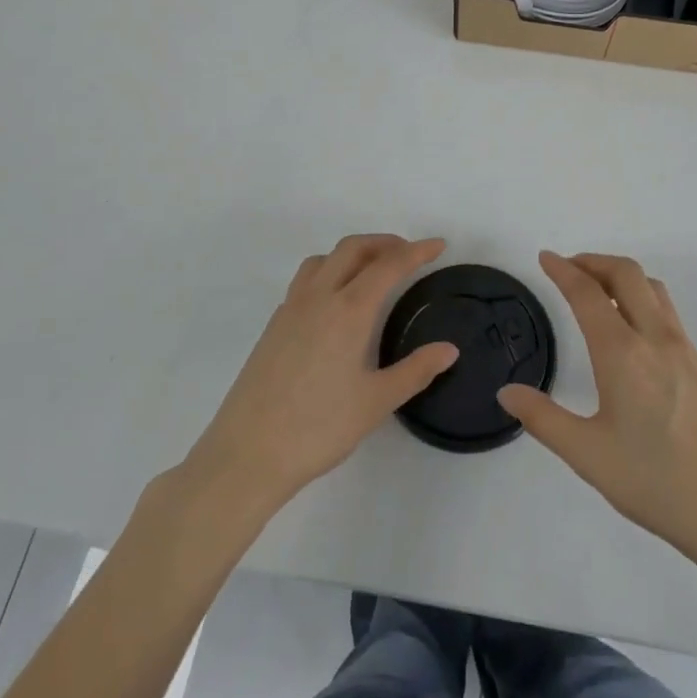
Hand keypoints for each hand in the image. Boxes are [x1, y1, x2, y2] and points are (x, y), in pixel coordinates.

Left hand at [182, 235, 456, 516]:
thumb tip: (449, 349)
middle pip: (353, 249)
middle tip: (408, 254)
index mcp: (349, 310)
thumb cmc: (318, 428)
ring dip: (352, 254)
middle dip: (384, 243)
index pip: (389, 265)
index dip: (417, 251)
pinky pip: (305, 281)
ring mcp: (291, 309)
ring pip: (323, 260)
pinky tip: (335, 304)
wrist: (247, 454)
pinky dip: (328, 273)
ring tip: (371, 271)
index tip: (438, 245)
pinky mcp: (273, 326)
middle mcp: (319, 298)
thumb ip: (415, 371)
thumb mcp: (376, 403)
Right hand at [498, 252, 696, 571]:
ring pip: (651, 287)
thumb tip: (507, 392)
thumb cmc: (656, 483)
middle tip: (568, 268)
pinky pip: (666, 309)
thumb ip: (544, 419)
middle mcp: (655, 338)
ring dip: (620, 274)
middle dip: (593, 261)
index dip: (563, 270)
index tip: (544, 258)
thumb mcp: (589, 456)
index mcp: (623, 354)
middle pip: (626, 273)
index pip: (588, 294)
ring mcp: (683, 348)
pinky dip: (641, 295)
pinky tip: (631, 325)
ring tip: (597, 289)